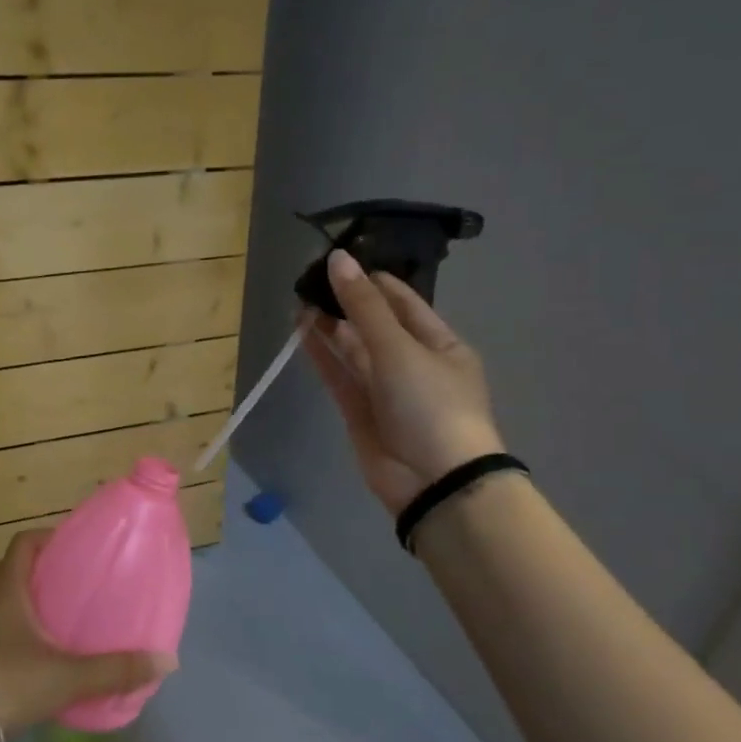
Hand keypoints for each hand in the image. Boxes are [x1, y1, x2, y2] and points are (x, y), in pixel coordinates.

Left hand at [0, 530, 177, 733]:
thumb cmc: (4, 680)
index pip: (26, 542)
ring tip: (71, 619)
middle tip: (85, 585)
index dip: (51, 537)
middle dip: (50, 574)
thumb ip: (113, 670)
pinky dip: (24, 632)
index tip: (79, 548)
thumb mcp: (65, 676)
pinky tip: (46, 655)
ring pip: (11, 602)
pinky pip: (3, 629)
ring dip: (36, 604)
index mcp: (8, 585)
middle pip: (20, 570)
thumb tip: (166, 660)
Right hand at [302, 248, 503, 516]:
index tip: (339, 259)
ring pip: (353, 349)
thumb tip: (338, 259)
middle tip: (310, 278)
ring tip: (300, 298)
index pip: (403, 302)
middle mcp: (413, 363)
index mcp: (440, 344)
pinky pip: (339, 375)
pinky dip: (321, 354)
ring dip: (330, 325)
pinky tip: (301, 330)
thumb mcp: (400, 348)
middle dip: (346, 301)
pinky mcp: (360, 411)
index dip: (372, 280)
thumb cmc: (431, 405)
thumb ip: (363, 306)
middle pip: (375, 324)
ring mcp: (386, 389)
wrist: (434, 482)